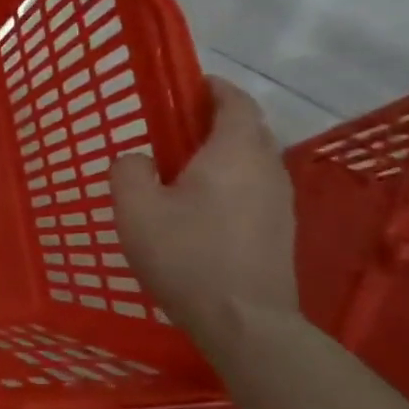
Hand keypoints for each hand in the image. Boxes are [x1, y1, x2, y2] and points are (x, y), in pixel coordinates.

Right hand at [112, 77, 300, 338]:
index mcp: (233, 152)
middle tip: (173, 129)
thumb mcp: (135, 208)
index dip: (212, 88)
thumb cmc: (186, 255)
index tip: (185, 86)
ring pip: (251, 161)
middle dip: (214, 120)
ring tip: (181, 170)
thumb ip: (129, 170)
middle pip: (247, 129)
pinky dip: (229, 182)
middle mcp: (266, 168)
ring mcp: (279, 202)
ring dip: (222, 154)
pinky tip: (199, 207)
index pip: (234, 102)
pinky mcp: (279, 230)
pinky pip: (253, 188)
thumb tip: (139, 159)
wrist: (244, 321)